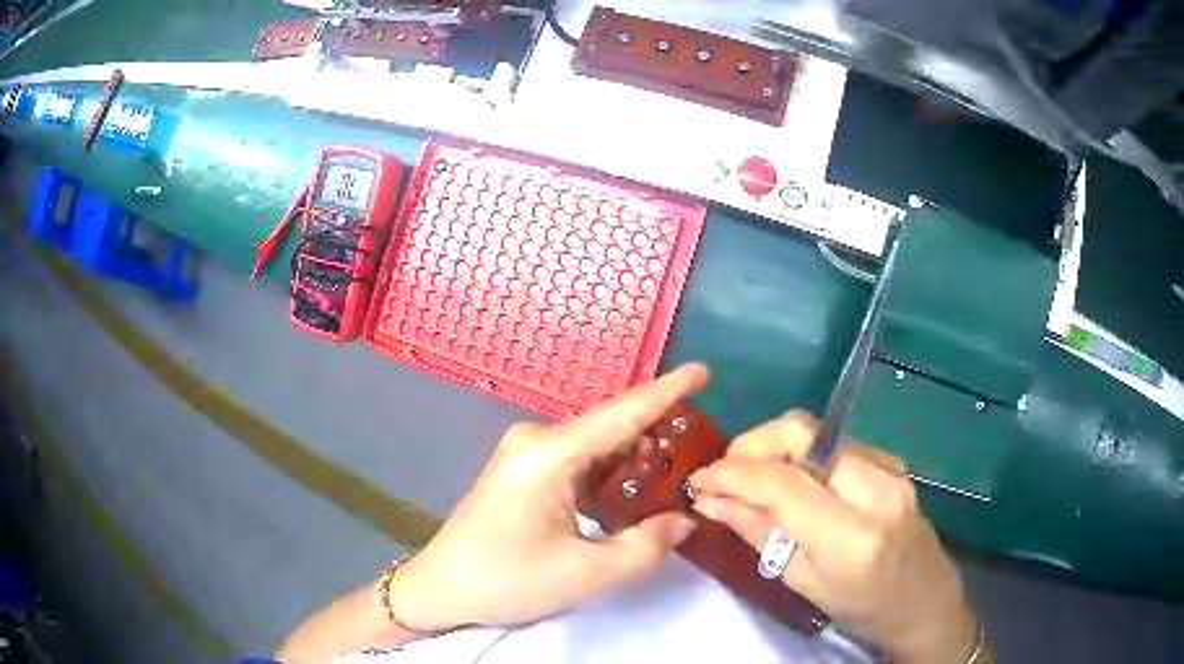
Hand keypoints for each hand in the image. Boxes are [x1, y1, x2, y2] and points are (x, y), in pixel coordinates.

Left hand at [392, 364, 708, 630]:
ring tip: (670, 476)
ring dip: (630, 458)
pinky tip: (628, 491)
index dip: (666, 391)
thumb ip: (646, 546)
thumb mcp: (586, 573)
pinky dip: (606, 471)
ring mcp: (524, 452)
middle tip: (697, 455)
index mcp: (549, 455)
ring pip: (594, 445)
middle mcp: (536, 439)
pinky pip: (576, 459)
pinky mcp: (520, 469)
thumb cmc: (508, 581)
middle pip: (609, 428)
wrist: (441, 589)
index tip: (703, 371)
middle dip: (654, 435)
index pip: (621, 414)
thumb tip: (684, 519)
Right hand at [689, 411, 981, 663]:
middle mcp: (876, 487)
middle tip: (728, 473)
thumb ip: (760, 534)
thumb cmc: (863, 607)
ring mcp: (890, 467)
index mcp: (852, 535)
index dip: (732, 473)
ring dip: (775, 447)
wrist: (925, 599)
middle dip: (754, 443)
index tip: (699, 479)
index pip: (782, 483)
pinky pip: (834, 443)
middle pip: (802, 432)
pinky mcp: (892, 461)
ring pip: (817, 430)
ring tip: (754, 480)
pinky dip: (802, 453)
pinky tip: (792, 481)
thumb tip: (710, 500)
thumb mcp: (804, 583)